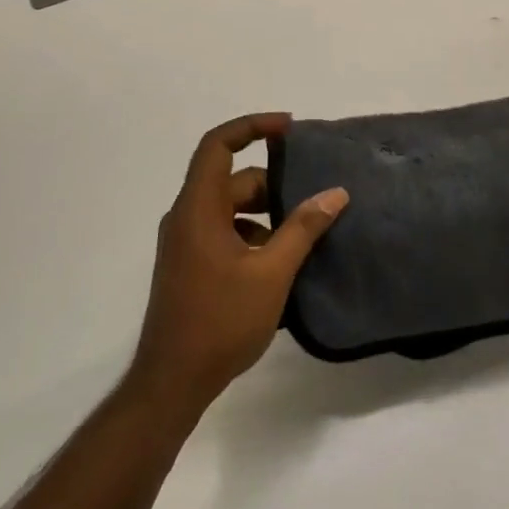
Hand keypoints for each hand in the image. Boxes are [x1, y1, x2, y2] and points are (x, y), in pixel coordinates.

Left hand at [128, 113, 347, 415]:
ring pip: (230, 209)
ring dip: (266, 214)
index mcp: (198, 209)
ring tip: (302, 238)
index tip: (289, 128)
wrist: (173, 382)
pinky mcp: (190, 265)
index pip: (217, 146)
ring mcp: (185, 243)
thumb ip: (303, 228)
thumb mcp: (272, 272)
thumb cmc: (221, 321)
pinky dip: (253, 235)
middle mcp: (186, 218)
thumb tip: (335, 193)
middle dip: (273, 185)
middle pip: (232, 180)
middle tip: (313, 203)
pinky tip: (280, 265)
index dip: (252, 126)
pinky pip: (225, 232)